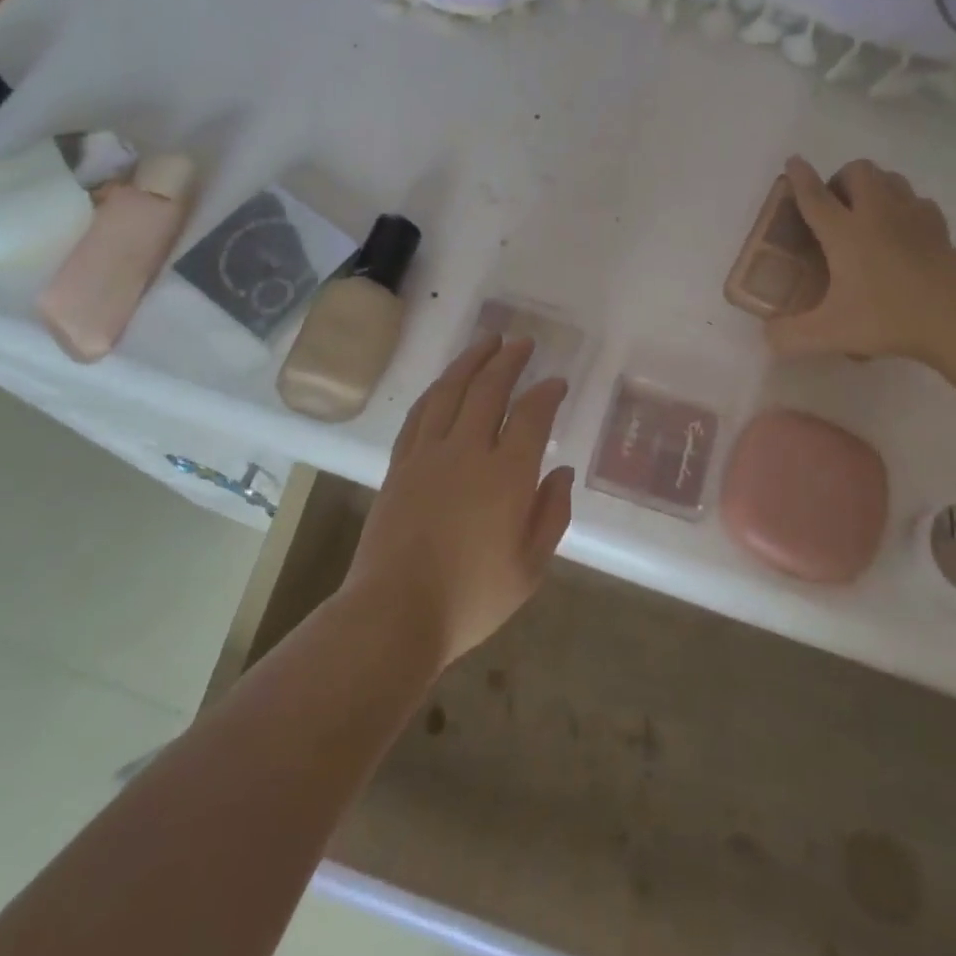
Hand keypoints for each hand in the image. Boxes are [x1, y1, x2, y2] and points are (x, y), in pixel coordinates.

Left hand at [343, 335, 573, 669]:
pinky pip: (419, 414)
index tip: (556, 382)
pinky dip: (436, 390)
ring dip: (470, 361)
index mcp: (506, 475)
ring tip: (486, 342)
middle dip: (509, 360)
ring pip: (450, 391)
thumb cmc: (471, 598)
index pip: (532, 416)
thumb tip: (562, 472)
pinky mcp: (400, 465)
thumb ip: (551, 514)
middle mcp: (467, 451)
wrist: (394, 613)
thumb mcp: (529, 567)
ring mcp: (428, 454)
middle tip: (522, 342)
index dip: (546, 393)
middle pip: (489, 389)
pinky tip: (444, 383)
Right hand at [766, 156, 955, 363]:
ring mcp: (913, 216)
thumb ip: (790, 336)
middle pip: (859, 171)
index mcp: (845, 233)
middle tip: (834, 207)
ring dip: (873, 186)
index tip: (794, 161)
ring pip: (891, 178)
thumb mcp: (830, 333)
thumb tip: (768, 336)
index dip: (800, 177)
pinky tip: (901, 230)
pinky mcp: (939, 227)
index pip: (815, 195)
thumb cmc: (888, 318)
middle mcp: (877, 213)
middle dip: (841, 178)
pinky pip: (917, 200)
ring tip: (865, 212)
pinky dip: (904, 206)